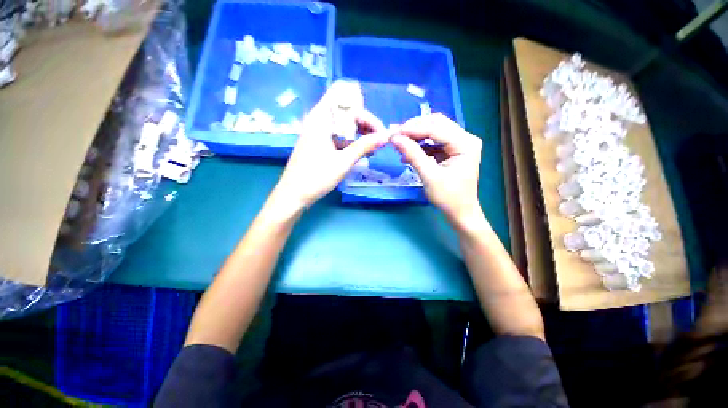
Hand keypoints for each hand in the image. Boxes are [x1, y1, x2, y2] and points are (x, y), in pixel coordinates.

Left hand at [273, 83, 388, 210]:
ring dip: (359, 133)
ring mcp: (317, 132)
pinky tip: (361, 151)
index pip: (347, 102)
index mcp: (321, 118)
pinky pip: (338, 135)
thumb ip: (364, 146)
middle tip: (379, 140)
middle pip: (346, 112)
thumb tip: (385, 136)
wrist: (293, 195)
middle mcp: (318, 120)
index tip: (380, 132)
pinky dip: (351, 140)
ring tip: (372, 147)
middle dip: (365, 123)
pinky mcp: (318, 142)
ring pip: (343, 124)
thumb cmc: (316, 177)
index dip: (366, 114)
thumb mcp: (343, 162)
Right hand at [391, 113, 482, 222]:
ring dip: (415, 136)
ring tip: (399, 144)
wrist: (460, 212)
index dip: (413, 129)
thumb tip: (395, 138)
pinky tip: (407, 153)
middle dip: (414, 129)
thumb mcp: (429, 176)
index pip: (436, 128)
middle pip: (436, 124)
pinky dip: (419, 145)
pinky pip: (433, 142)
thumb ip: (413, 155)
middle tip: (395, 135)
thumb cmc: (448, 197)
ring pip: (433, 131)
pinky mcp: (452, 150)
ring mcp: (459, 144)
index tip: (393, 133)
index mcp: (465, 143)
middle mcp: (465, 138)